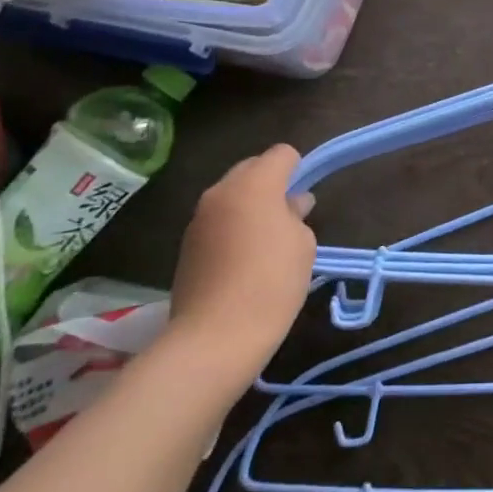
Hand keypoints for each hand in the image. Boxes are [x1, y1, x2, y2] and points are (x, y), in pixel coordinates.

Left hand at [165, 145, 316, 387]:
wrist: (215, 338)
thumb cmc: (272, 283)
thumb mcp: (303, 244)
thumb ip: (297, 214)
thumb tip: (291, 204)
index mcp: (253, 184)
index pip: (281, 154)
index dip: (299, 169)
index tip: (305, 198)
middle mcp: (220, 192)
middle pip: (252, 169)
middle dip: (271, 183)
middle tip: (289, 217)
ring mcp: (198, 219)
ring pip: (232, 196)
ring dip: (250, 207)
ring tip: (267, 242)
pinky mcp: (187, 245)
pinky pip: (218, 221)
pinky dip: (232, 228)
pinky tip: (244, 261)